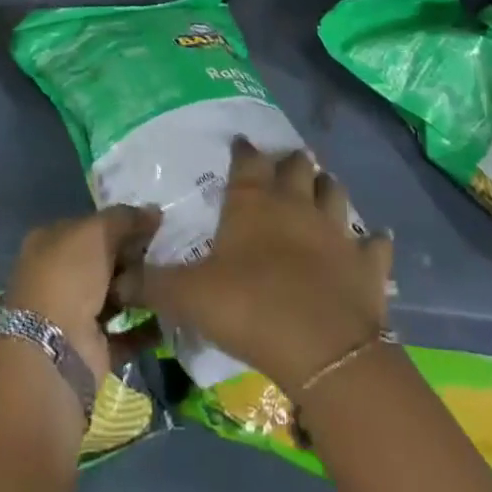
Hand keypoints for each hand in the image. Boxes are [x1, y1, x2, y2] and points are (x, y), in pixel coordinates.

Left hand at [6, 205, 160, 381]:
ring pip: (115, 295)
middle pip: (104, 260)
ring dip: (141, 289)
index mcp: (50, 243)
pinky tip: (172, 311)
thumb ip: (126, 218)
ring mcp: (74, 314)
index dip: (120, 222)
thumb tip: (154, 212)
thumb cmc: (68, 276)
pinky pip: (126, 332)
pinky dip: (147, 326)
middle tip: (169, 249)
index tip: (154, 223)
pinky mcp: (92, 348)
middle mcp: (58, 276)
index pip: (90, 226)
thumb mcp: (97, 231)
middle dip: (134, 255)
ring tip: (174, 277)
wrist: (54, 351)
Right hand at [116, 139, 391, 391]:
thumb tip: (114, 278)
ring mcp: (337, 229)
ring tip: (322, 189)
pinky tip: (375, 241)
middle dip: (291, 162)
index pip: (247, 160)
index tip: (241, 145)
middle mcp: (296, 203)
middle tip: (284, 167)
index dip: (243, 150)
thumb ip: (150, 284)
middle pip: (297, 166)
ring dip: (328, 188)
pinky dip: (374, 241)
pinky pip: (376, 243)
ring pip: (335, 192)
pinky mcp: (368, 261)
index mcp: (253, 202)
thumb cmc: (248, 307)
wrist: (321, 346)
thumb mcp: (187, 297)